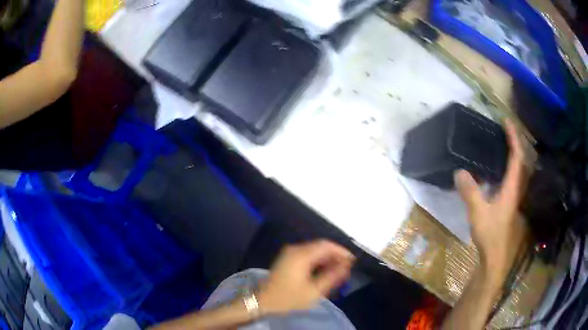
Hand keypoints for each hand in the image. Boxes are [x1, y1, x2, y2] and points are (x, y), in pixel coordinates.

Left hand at [258, 240, 354, 314]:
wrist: (263, 301)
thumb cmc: (288, 297)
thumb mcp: (313, 291)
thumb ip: (332, 277)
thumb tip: (346, 266)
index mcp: (301, 255)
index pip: (326, 245)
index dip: (341, 251)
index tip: (352, 261)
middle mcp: (295, 249)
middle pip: (320, 246)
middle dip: (335, 255)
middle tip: (346, 268)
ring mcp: (290, 253)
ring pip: (314, 250)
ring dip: (327, 258)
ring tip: (338, 271)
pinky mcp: (287, 258)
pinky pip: (307, 254)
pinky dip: (318, 261)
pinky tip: (324, 271)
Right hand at [454, 119, 527, 282]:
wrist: (495, 255)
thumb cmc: (490, 234)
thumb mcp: (478, 212)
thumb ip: (470, 191)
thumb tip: (459, 171)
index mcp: (511, 187)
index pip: (516, 157)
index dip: (513, 138)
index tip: (506, 122)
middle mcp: (515, 188)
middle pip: (520, 160)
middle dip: (515, 142)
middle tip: (504, 129)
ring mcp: (512, 195)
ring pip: (517, 169)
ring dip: (513, 152)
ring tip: (502, 142)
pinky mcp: (507, 202)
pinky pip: (511, 177)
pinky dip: (507, 165)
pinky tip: (497, 167)